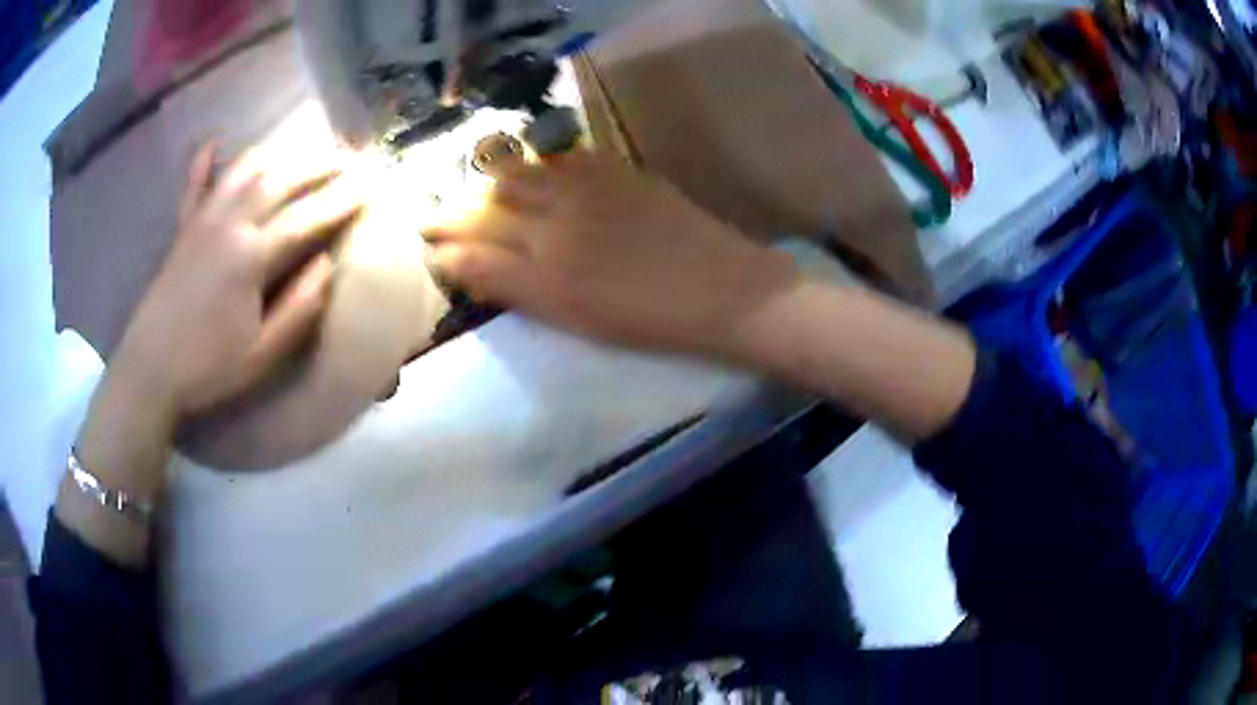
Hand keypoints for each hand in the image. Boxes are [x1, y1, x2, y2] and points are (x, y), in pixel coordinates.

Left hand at [113, 142, 362, 419]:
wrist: (148, 371)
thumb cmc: (207, 368)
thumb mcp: (262, 355)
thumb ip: (299, 309)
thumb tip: (327, 265)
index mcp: (251, 256)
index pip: (307, 218)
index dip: (341, 201)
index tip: (369, 186)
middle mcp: (229, 223)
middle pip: (280, 180)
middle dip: (318, 165)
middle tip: (347, 157)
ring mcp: (202, 221)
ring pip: (244, 171)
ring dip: (278, 154)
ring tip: (301, 148)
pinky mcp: (183, 230)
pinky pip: (193, 186)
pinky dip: (204, 163)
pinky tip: (214, 144)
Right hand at [428, 151, 799, 359]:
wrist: (728, 292)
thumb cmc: (649, 317)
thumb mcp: (570, 314)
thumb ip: (506, 283)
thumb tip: (453, 259)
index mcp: (545, 249)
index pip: (478, 233)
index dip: (446, 233)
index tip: (423, 235)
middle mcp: (561, 206)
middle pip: (497, 198)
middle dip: (461, 206)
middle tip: (437, 214)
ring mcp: (596, 186)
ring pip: (528, 173)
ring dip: (495, 181)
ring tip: (478, 192)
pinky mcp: (627, 177)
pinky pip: (571, 160)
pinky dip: (543, 165)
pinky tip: (538, 172)